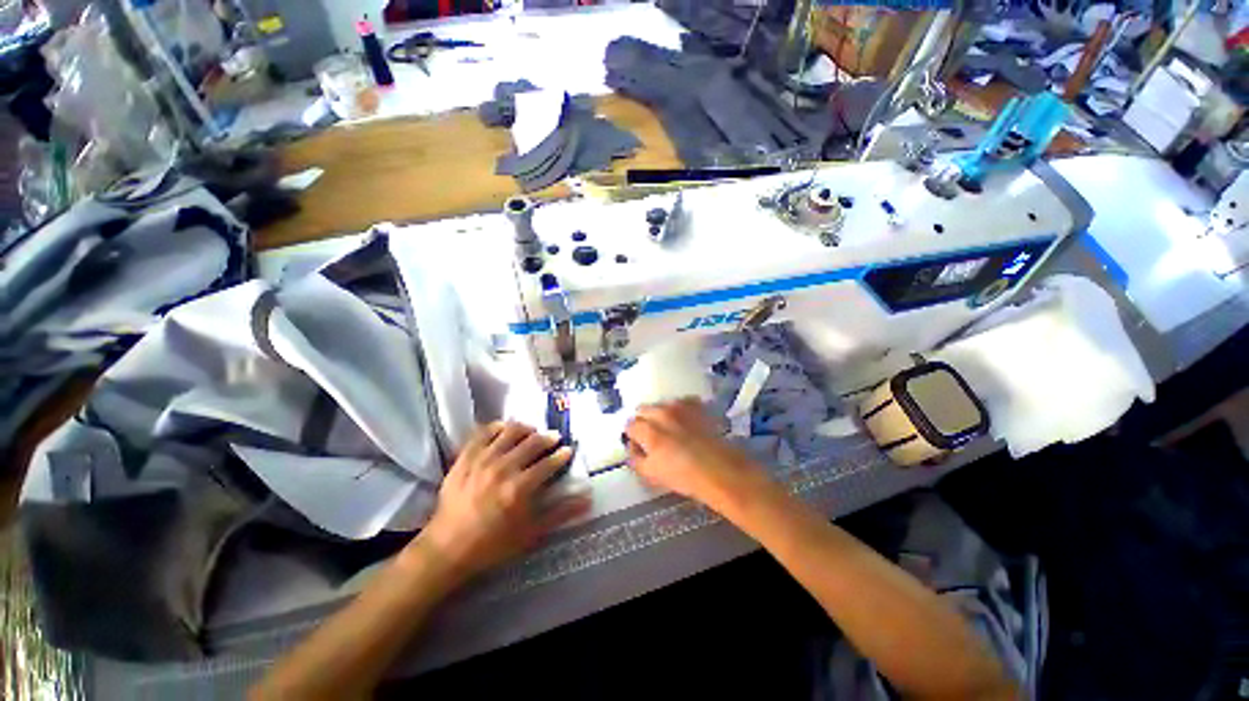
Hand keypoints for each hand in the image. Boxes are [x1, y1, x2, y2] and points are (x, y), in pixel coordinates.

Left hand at [414, 421, 589, 580]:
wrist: (447, 547)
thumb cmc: (492, 543)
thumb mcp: (530, 533)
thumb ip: (560, 513)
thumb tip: (588, 499)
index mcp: (520, 488)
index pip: (549, 463)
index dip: (562, 455)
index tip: (568, 451)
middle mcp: (503, 468)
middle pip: (532, 442)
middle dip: (548, 437)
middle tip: (555, 437)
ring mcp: (482, 460)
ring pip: (510, 432)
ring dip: (525, 429)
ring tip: (532, 431)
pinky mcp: (465, 457)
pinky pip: (483, 432)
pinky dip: (497, 427)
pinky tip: (505, 429)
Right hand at [625, 398, 773, 511]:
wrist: (720, 470)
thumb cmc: (683, 476)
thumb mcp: (651, 474)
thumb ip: (635, 458)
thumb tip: (631, 446)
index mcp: (648, 430)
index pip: (630, 425)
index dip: (632, 436)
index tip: (639, 444)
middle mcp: (662, 413)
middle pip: (643, 409)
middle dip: (643, 421)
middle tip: (651, 436)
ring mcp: (681, 407)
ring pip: (662, 404)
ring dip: (661, 413)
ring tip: (670, 428)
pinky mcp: (697, 405)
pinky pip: (682, 401)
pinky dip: (680, 409)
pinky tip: (685, 421)